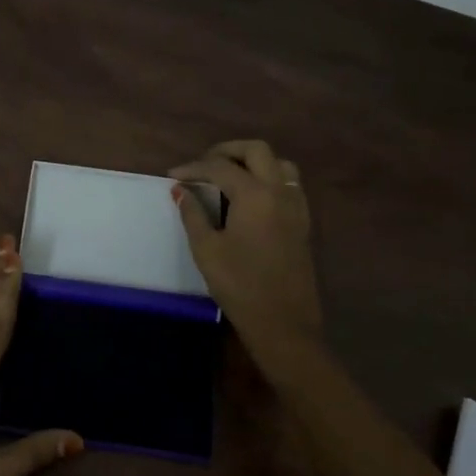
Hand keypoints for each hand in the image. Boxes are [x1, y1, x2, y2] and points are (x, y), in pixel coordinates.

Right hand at [171, 139, 322, 359]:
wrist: (283, 324)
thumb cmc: (240, 286)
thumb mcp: (206, 249)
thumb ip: (193, 214)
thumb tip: (181, 191)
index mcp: (255, 194)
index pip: (219, 167)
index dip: (193, 168)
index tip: (173, 176)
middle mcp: (279, 191)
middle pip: (256, 151)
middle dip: (227, 151)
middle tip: (203, 164)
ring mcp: (296, 206)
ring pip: (279, 163)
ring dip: (253, 161)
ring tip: (229, 175)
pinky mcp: (302, 222)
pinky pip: (288, 184)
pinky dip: (268, 178)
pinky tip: (250, 197)